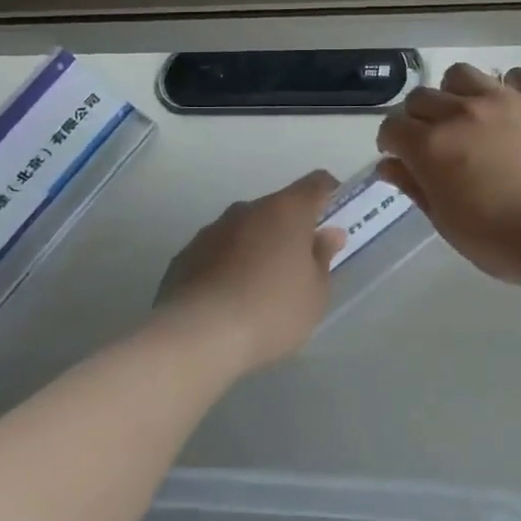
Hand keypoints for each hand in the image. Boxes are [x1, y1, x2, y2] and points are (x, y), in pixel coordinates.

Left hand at [155, 171, 345, 370]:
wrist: (198, 336)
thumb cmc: (271, 311)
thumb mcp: (315, 293)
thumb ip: (323, 258)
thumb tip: (327, 235)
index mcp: (286, 211)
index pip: (316, 184)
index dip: (329, 194)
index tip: (335, 216)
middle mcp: (247, 210)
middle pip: (277, 208)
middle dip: (290, 230)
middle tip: (299, 265)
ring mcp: (212, 230)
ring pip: (245, 229)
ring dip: (256, 247)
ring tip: (260, 288)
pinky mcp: (185, 255)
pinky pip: (217, 252)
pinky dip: (228, 266)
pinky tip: (228, 300)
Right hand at [376, 64, 520, 297]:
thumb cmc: (506, 242)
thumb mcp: (450, 225)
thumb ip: (416, 188)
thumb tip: (390, 165)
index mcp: (432, 145)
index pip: (393, 127)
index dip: (391, 143)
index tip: (401, 158)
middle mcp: (462, 111)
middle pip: (422, 97)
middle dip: (418, 118)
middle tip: (434, 142)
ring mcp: (505, 99)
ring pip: (463, 75)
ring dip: (456, 94)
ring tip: (470, 118)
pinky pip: (517, 75)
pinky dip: (508, 88)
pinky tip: (514, 111)